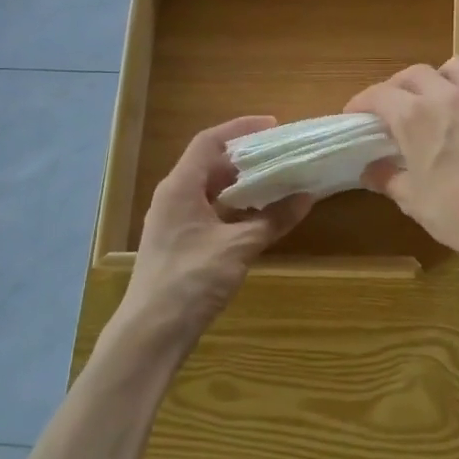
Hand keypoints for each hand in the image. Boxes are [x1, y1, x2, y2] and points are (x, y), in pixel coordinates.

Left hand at [115, 117, 313, 355]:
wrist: (152, 332)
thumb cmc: (191, 279)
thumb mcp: (238, 247)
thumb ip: (272, 220)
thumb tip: (306, 197)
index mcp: (180, 187)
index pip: (209, 142)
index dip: (241, 128)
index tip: (274, 126)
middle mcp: (174, 197)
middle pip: (210, 164)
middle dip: (246, 157)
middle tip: (282, 154)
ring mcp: (175, 222)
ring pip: (212, 190)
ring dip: (242, 184)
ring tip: (278, 180)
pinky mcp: (181, 244)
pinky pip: (212, 212)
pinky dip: (236, 208)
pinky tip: (260, 216)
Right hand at [345, 58, 458, 273]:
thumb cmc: (457, 211)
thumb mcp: (413, 200)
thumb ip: (389, 178)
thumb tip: (372, 171)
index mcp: (415, 116)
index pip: (379, 94)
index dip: (362, 102)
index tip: (355, 115)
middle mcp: (446, 96)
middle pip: (415, 73)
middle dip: (398, 86)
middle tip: (392, 108)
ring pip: (454, 68)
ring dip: (438, 78)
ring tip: (435, 99)